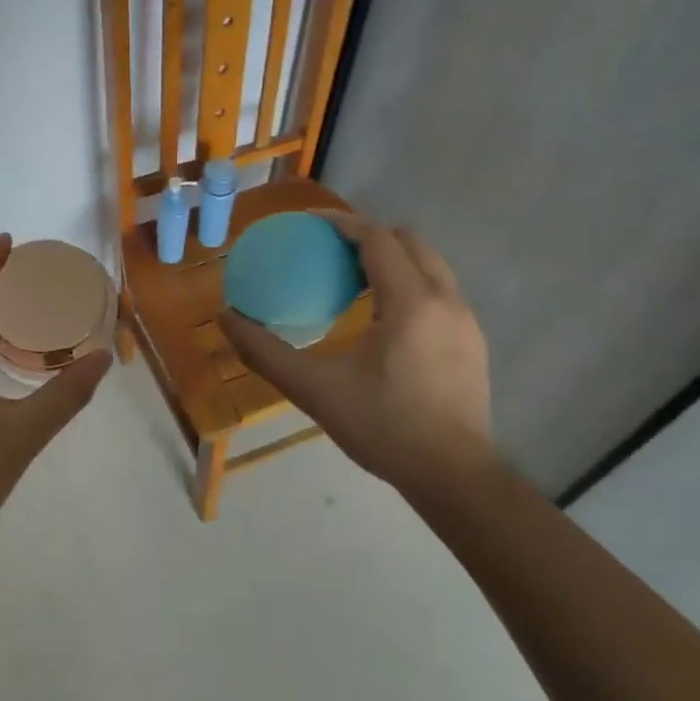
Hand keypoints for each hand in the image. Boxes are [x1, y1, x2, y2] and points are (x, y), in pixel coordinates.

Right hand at [219, 211, 491, 492]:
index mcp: (410, 302)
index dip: (342, 223)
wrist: (454, 477)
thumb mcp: (314, 389)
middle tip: (331, 252)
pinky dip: (410, 286)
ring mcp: (467, 322)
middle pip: (410, 242)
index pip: (378, 238)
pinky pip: (439, 293)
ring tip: (353, 281)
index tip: (309, 224)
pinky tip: (382, 321)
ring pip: (430, 267)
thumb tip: (226, 318)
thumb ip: (265, 352)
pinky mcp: (474, 344)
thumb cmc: (383, 427)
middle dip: (370, 237)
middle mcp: (446, 300)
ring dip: (393, 261)